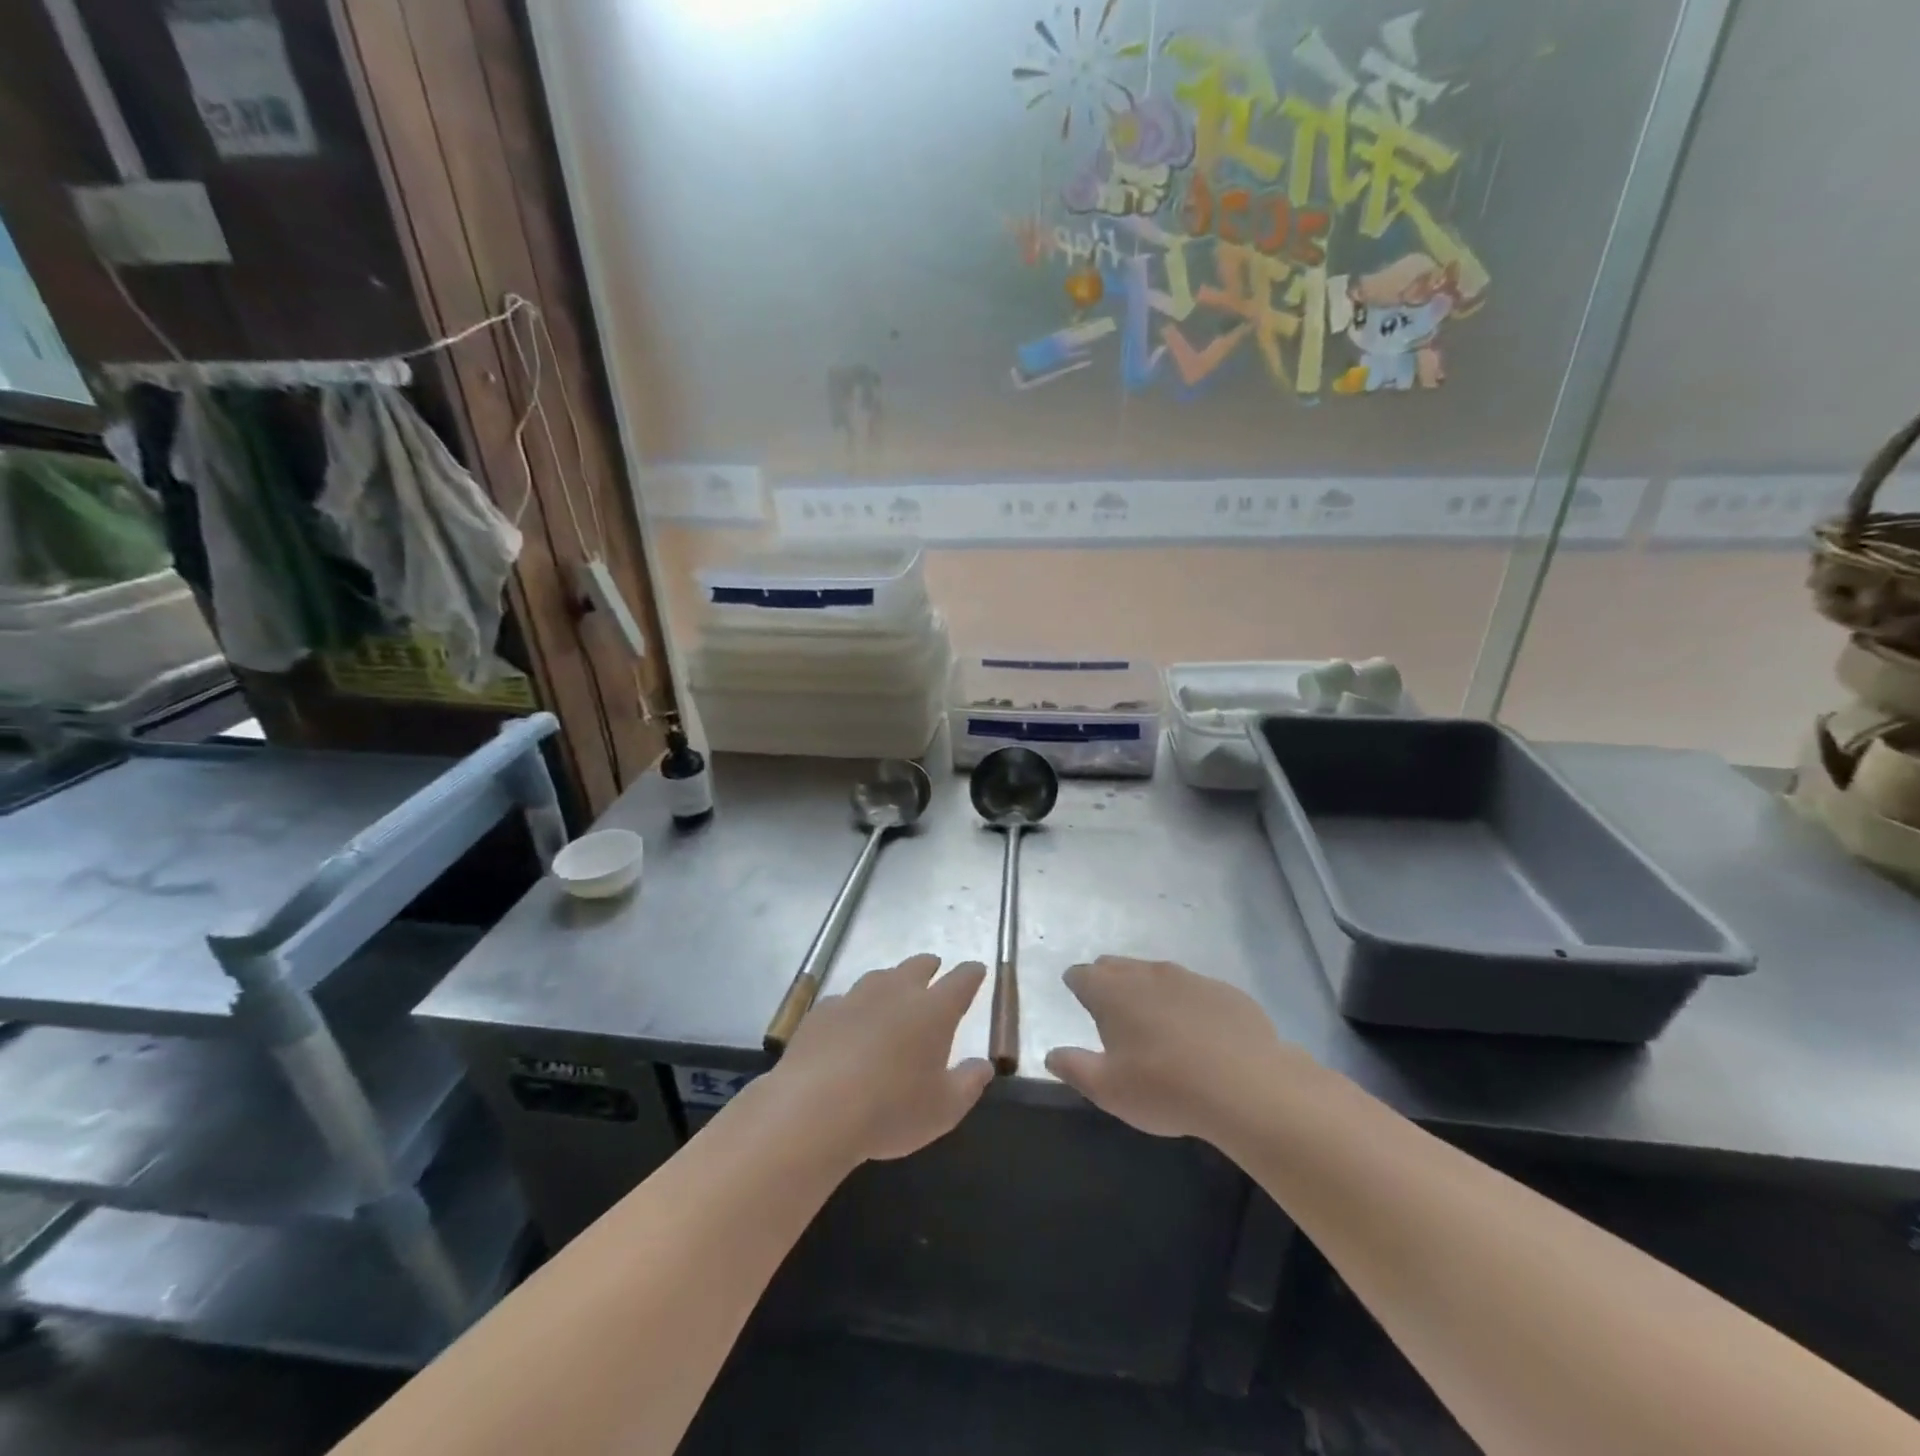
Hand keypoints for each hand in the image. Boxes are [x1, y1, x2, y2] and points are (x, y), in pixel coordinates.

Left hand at [774, 955, 992, 1163]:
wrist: (814, 1109)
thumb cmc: (890, 1110)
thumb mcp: (944, 1110)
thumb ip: (969, 1083)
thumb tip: (984, 1064)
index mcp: (934, 1010)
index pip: (961, 980)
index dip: (971, 974)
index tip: (976, 971)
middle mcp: (897, 992)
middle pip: (918, 966)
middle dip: (929, 966)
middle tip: (934, 970)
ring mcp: (856, 997)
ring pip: (880, 977)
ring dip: (891, 982)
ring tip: (893, 994)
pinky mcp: (823, 1011)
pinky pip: (845, 1001)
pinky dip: (854, 1008)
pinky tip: (849, 1024)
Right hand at [1046, 956, 1314, 1140]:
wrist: (1248, 1086)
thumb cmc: (1165, 1088)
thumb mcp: (1108, 1090)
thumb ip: (1074, 1067)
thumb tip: (1052, 1054)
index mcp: (1111, 991)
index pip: (1081, 974)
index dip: (1077, 985)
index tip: (1078, 1000)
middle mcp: (1146, 974)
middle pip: (1116, 966)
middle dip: (1109, 982)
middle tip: (1112, 1012)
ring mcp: (1188, 978)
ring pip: (1157, 974)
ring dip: (1149, 991)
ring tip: (1155, 1022)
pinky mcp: (1224, 990)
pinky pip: (1195, 990)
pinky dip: (1188, 1004)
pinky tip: (1199, 1033)